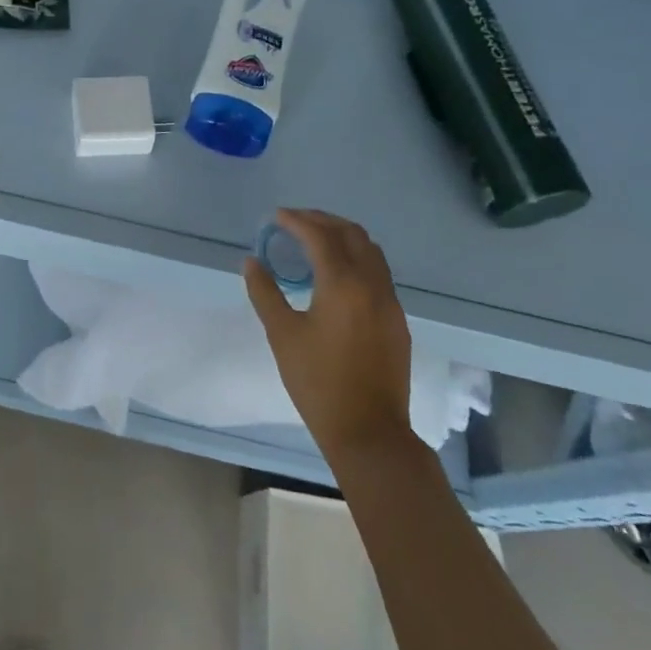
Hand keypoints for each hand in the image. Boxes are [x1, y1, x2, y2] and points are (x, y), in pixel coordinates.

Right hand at [244, 208, 415, 453]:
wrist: (369, 432)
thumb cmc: (318, 383)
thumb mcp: (282, 335)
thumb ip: (265, 292)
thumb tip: (252, 261)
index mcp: (343, 284)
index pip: (319, 236)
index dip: (296, 221)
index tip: (275, 217)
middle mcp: (372, 284)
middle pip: (352, 234)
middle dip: (322, 221)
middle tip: (294, 222)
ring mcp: (390, 302)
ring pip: (371, 251)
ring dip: (343, 237)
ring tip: (315, 242)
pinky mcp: (397, 320)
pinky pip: (378, 273)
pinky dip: (356, 259)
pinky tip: (336, 275)